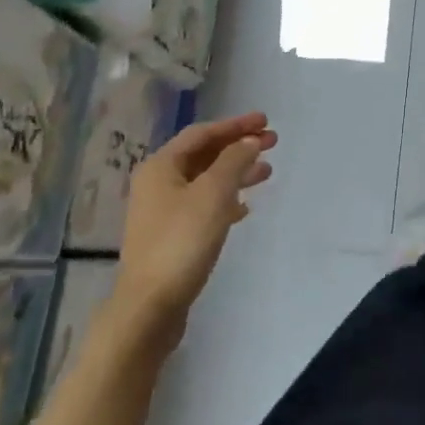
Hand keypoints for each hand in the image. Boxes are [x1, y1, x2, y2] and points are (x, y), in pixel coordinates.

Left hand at [107, 113, 276, 352]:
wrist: (151, 303)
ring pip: (205, 180)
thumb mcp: (213, 194)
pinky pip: (203, 205)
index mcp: (161, 167)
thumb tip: (249, 141)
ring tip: (267, 172)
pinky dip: (226, 199)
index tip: (266, 121)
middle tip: (273, 142)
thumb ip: (233, 162)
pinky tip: (245, 208)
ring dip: (236, 172)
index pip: (202, 134)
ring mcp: (163, 211)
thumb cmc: (182, 241)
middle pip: (203, 155)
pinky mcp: (172, 236)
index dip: (235, 125)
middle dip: (238, 147)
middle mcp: (157, 183)